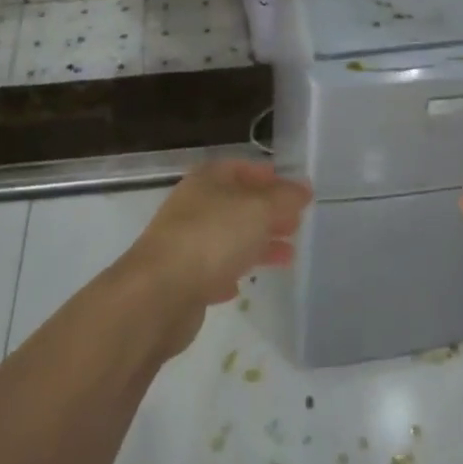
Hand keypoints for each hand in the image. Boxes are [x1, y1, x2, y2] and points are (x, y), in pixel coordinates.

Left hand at [126, 160, 309, 346]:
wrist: (158, 295)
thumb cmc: (212, 238)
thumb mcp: (259, 210)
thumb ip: (285, 198)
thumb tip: (304, 188)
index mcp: (208, 181)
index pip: (240, 168)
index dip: (267, 176)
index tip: (294, 191)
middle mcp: (193, 207)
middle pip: (236, 204)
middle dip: (267, 213)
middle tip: (296, 224)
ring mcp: (185, 244)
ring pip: (228, 238)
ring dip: (256, 245)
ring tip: (287, 256)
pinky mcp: (181, 280)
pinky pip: (212, 271)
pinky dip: (230, 273)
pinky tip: (242, 284)